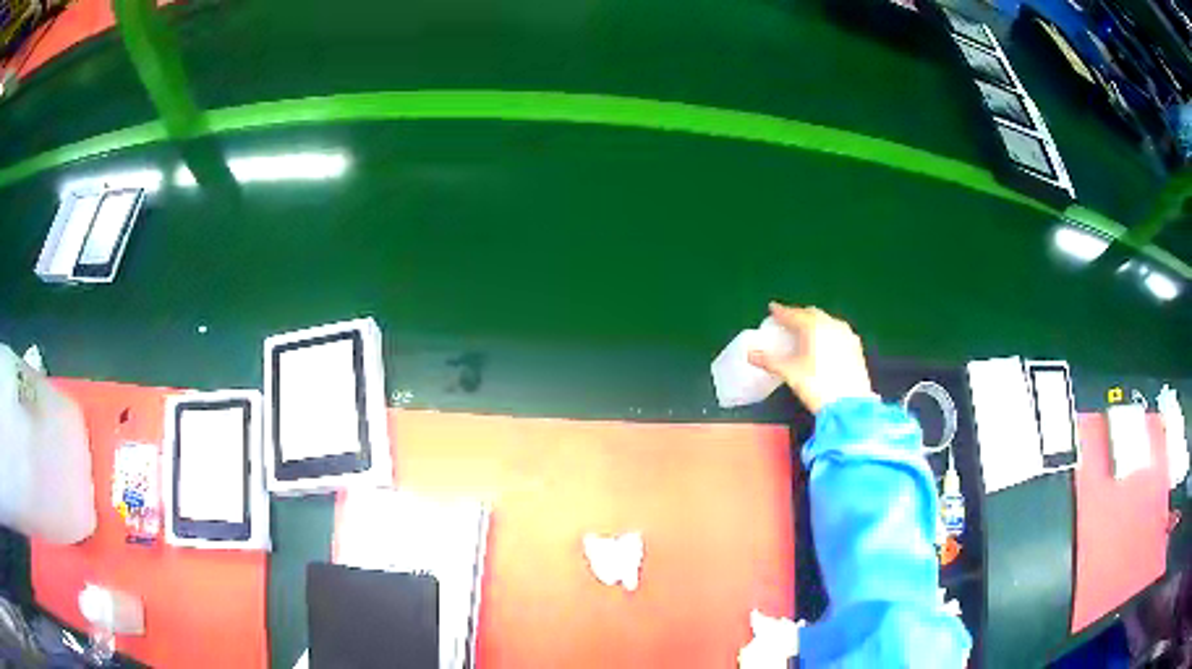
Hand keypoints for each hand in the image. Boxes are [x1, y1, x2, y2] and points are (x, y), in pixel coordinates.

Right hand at [747, 302, 873, 413]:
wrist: (849, 404)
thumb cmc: (816, 385)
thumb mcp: (790, 373)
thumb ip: (769, 361)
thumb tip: (750, 354)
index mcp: (813, 326)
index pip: (793, 314)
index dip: (781, 312)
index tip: (772, 309)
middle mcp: (831, 324)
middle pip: (812, 314)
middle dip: (799, 315)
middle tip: (787, 322)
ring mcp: (846, 334)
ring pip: (827, 322)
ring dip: (815, 323)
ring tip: (805, 333)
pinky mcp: (856, 347)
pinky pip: (838, 332)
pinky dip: (827, 333)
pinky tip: (824, 345)